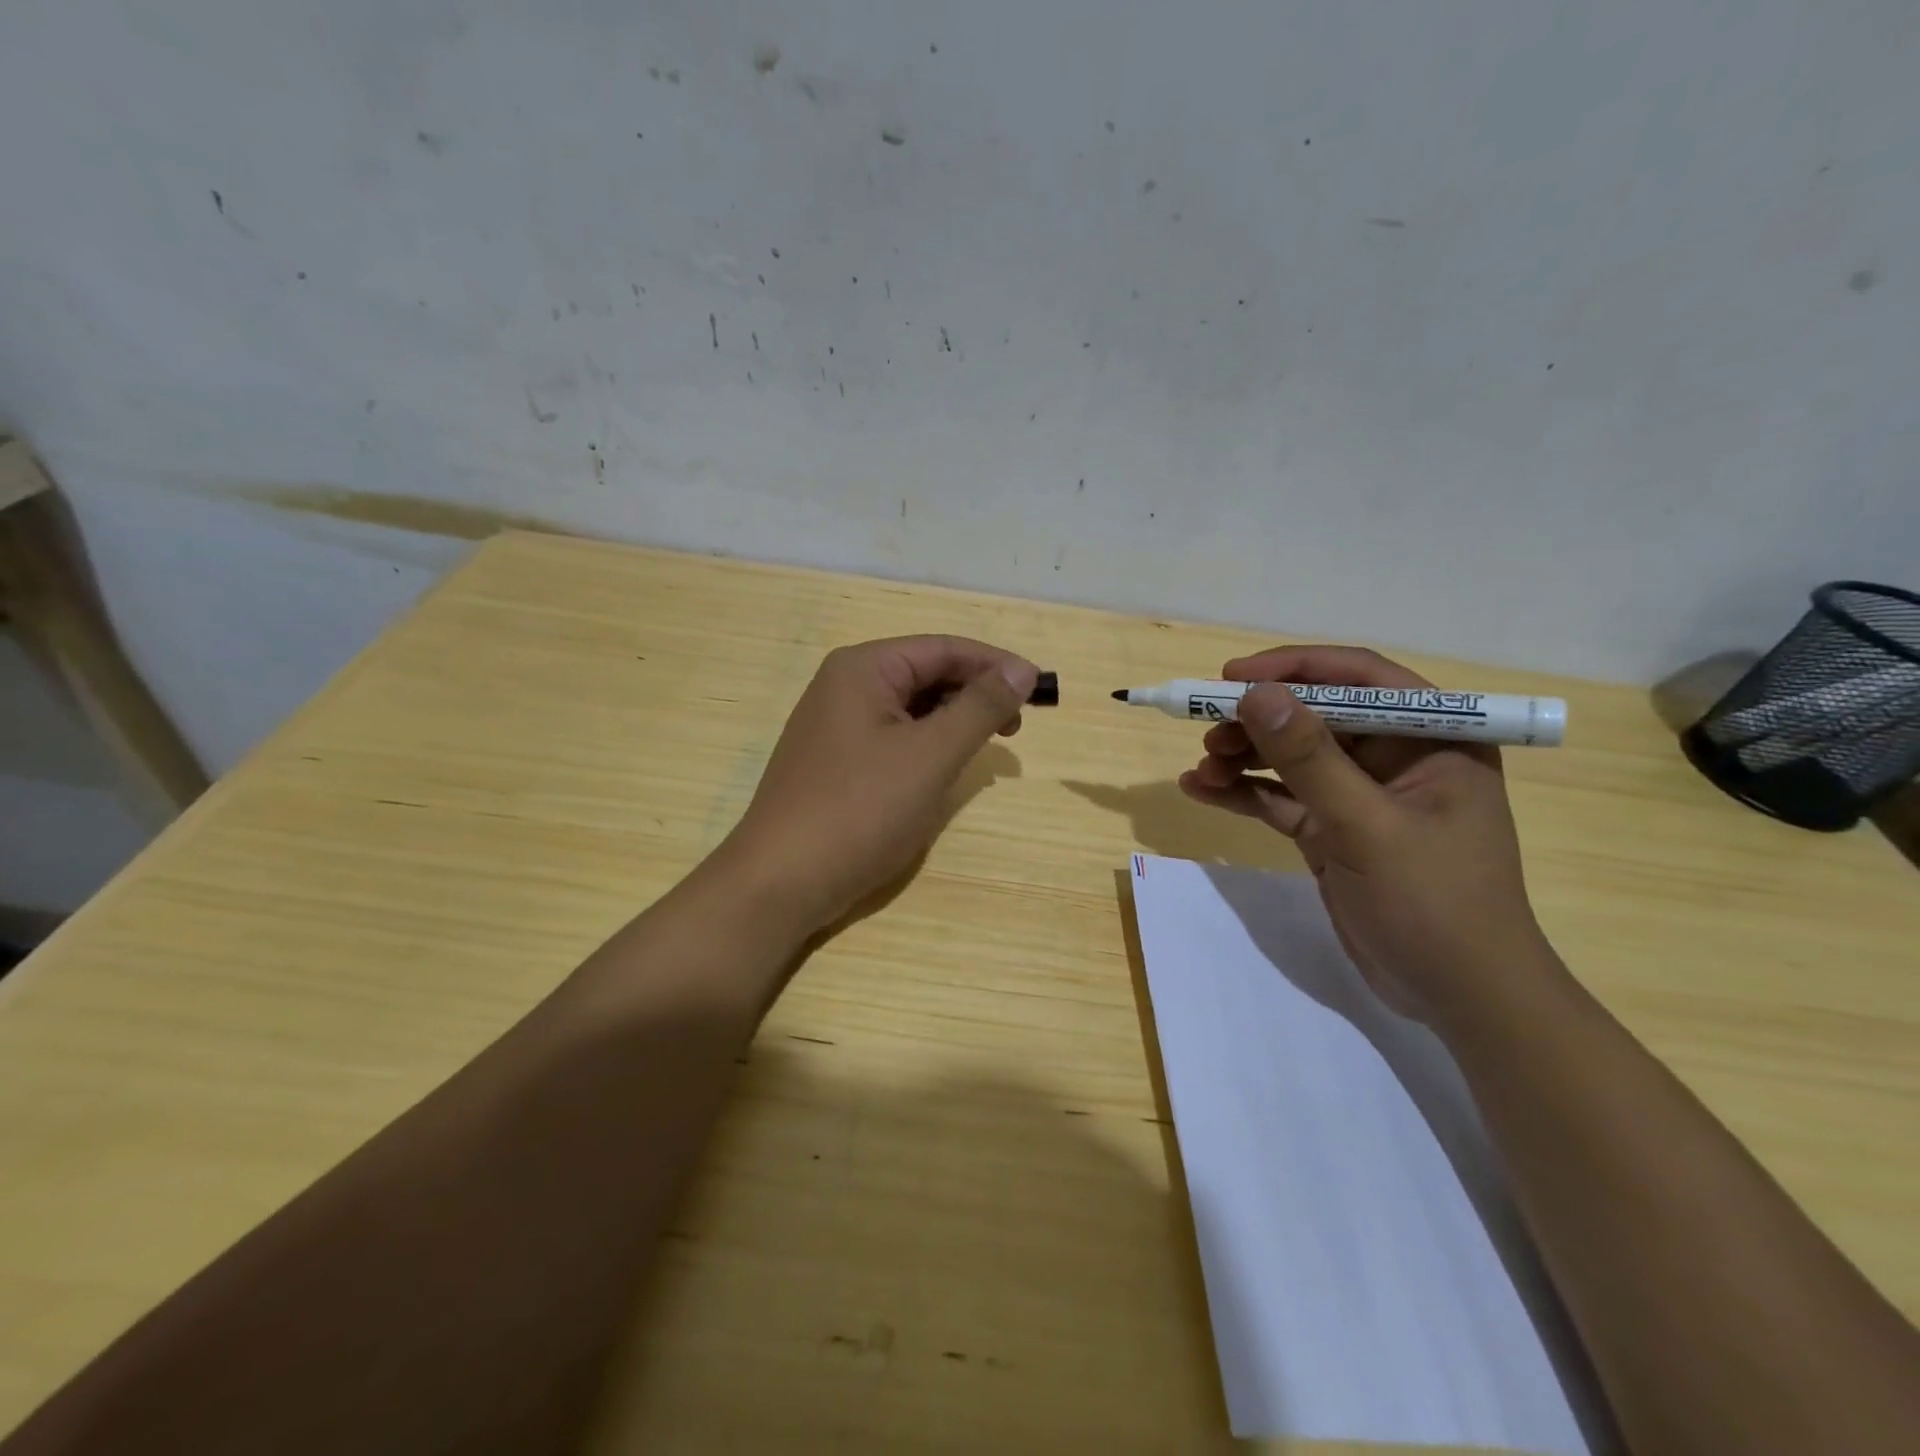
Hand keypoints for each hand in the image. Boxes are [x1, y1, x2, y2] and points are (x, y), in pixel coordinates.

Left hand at [718, 636, 1036, 935]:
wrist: (781, 881)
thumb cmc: (861, 810)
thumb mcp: (931, 755)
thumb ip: (979, 707)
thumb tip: (1022, 669)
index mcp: (864, 668)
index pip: (944, 648)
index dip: (996, 665)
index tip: (1041, 690)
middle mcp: (845, 685)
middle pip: (926, 673)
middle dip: (975, 694)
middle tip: (1016, 727)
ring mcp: (835, 724)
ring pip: (910, 708)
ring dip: (953, 721)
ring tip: (986, 748)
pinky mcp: (835, 760)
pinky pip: (892, 736)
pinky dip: (926, 745)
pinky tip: (943, 769)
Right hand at [1177, 645, 1555, 1027]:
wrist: (1457, 998)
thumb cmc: (1434, 903)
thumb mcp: (1368, 826)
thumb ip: (1311, 759)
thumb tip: (1257, 695)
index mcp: (1433, 737)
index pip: (1359, 678)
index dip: (1294, 668)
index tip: (1233, 677)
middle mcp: (1396, 756)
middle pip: (1315, 715)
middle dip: (1258, 721)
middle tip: (1207, 730)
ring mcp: (1361, 796)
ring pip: (1292, 757)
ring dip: (1243, 757)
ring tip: (1201, 769)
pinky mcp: (1333, 831)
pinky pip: (1281, 798)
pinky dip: (1243, 793)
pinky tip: (1200, 790)